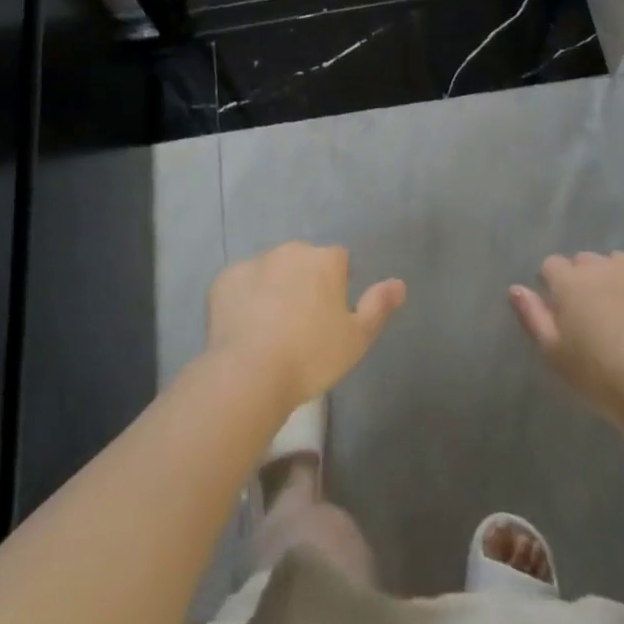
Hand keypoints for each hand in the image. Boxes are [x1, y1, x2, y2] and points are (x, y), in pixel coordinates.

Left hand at [208, 242, 406, 410]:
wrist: (249, 373)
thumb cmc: (311, 356)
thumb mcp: (357, 338)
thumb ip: (378, 306)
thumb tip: (399, 284)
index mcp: (325, 260)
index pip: (339, 260)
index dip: (338, 283)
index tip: (332, 312)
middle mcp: (290, 251)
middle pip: (303, 261)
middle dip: (305, 281)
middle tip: (303, 321)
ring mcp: (254, 262)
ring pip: (271, 270)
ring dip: (274, 287)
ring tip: (271, 327)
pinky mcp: (224, 279)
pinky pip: (240, 284)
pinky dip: (244, 298)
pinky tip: (244, 328)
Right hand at [510, 252, 623, 435]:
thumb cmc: (602, 377)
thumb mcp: (555, 355)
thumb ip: (532, 316)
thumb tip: (516, 288)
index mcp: (569, 280)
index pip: (551, 266)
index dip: (553, 287)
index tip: (562, 314)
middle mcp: (601, 265)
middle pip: (584, 261)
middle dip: (583, 280)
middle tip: (592, 317)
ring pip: (617, 261)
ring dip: (615, 278)